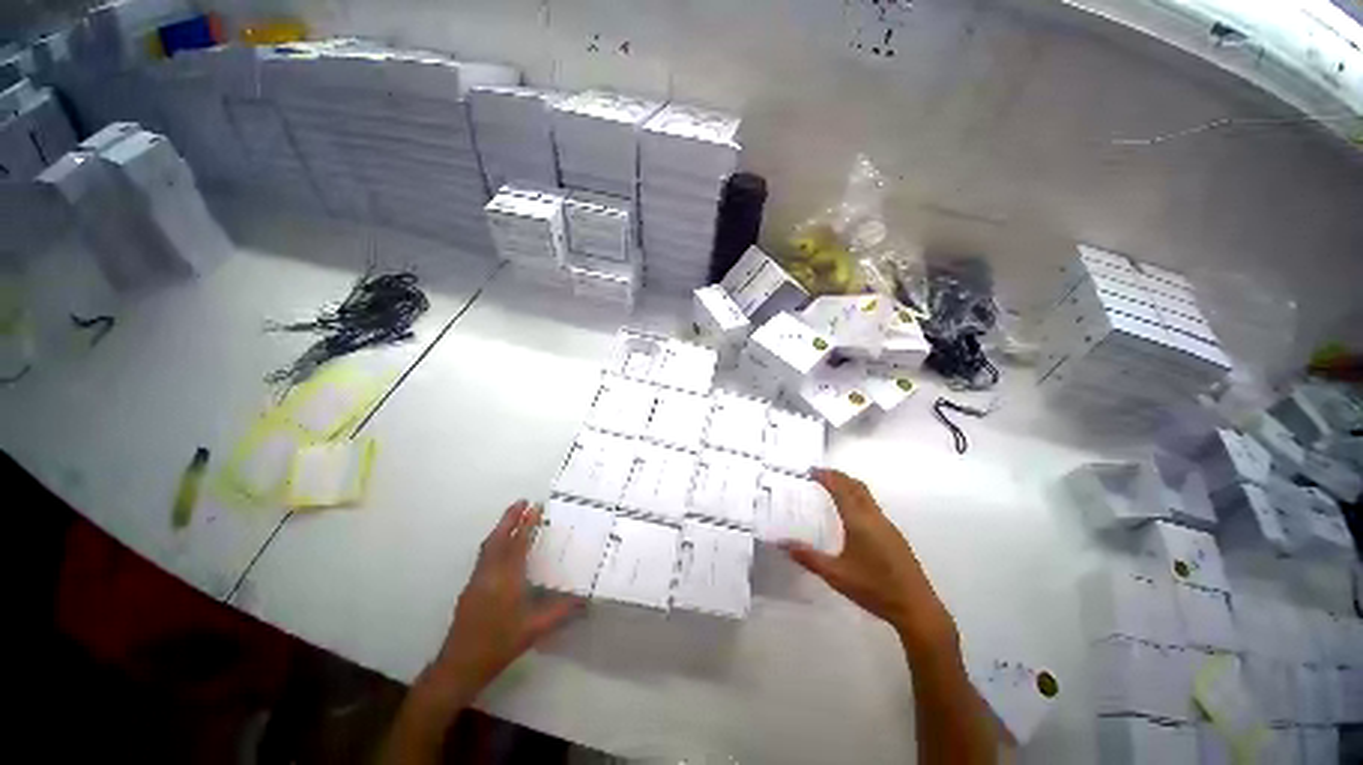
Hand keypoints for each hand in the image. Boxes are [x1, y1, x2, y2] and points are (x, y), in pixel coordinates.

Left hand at [424, 501, 581, 703]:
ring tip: (514, 516)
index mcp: (506, 579)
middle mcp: (489, 574)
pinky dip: (494, 542)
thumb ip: (561, 612)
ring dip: (501, 528)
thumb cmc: (499, 645)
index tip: (536, 507)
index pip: (518, 544)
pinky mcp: (470, 588)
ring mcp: (477, 580)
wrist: (460, 666)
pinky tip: (502, 546)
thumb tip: (586, 601)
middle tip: (522, 501)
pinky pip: (484, 555)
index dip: (527, 524)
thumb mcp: (535, 629)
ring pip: (488, 546)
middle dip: (510, 518)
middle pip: (498, 538)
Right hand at [782, 469, 956, 651]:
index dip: (826, 476)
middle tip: (819, 474)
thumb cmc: (874, 589)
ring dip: (849, 485)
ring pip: (866, 495)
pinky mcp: (895, 536)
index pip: (841, 489)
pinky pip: (872, 506)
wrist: (916, 608)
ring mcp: (887, 526)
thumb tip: (781, 544)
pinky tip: (852, 514)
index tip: (811, 470)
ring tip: (833, 488)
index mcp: (859, 522)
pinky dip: (858, 497)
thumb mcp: (836, 575)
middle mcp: (874, 518)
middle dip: (838, 476)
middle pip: (856, 486)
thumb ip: (808, 558)